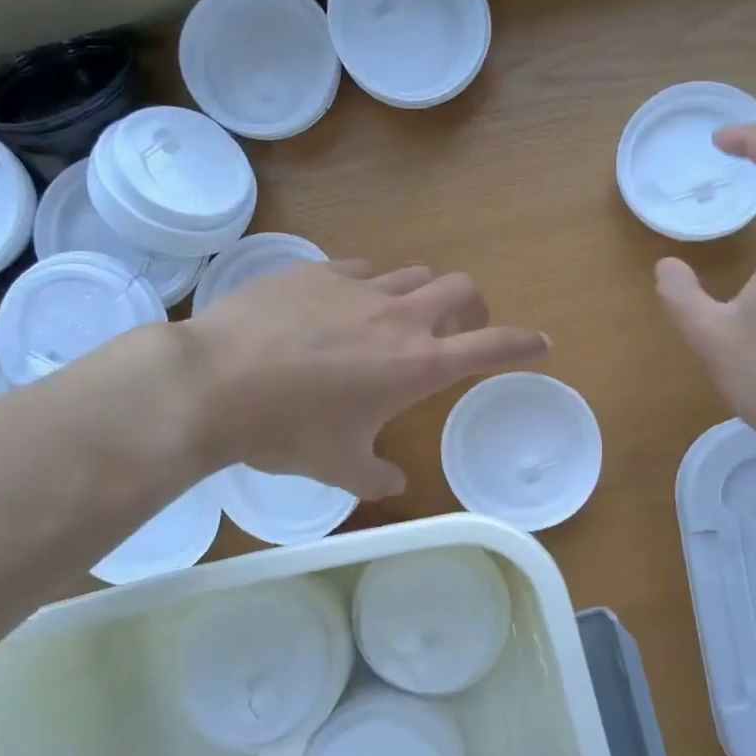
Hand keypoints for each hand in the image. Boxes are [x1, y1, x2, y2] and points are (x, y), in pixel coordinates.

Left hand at [181, 261, 548, 497]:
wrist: (213, 383)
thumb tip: (394, 485)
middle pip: (461, 289)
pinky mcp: (315, 271)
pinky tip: (339, 308)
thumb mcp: (338, 467)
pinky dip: (367, 287)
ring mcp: (357, 287)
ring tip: (396, 321)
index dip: (523, 344)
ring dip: (419, 295)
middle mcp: (398, 317)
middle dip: (474, 307)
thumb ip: (376, 478)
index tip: (542, 344)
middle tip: (460, 331)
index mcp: (416, 364)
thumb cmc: (285, 432)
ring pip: (412, 274)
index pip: (492, 346)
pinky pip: (360, 270)